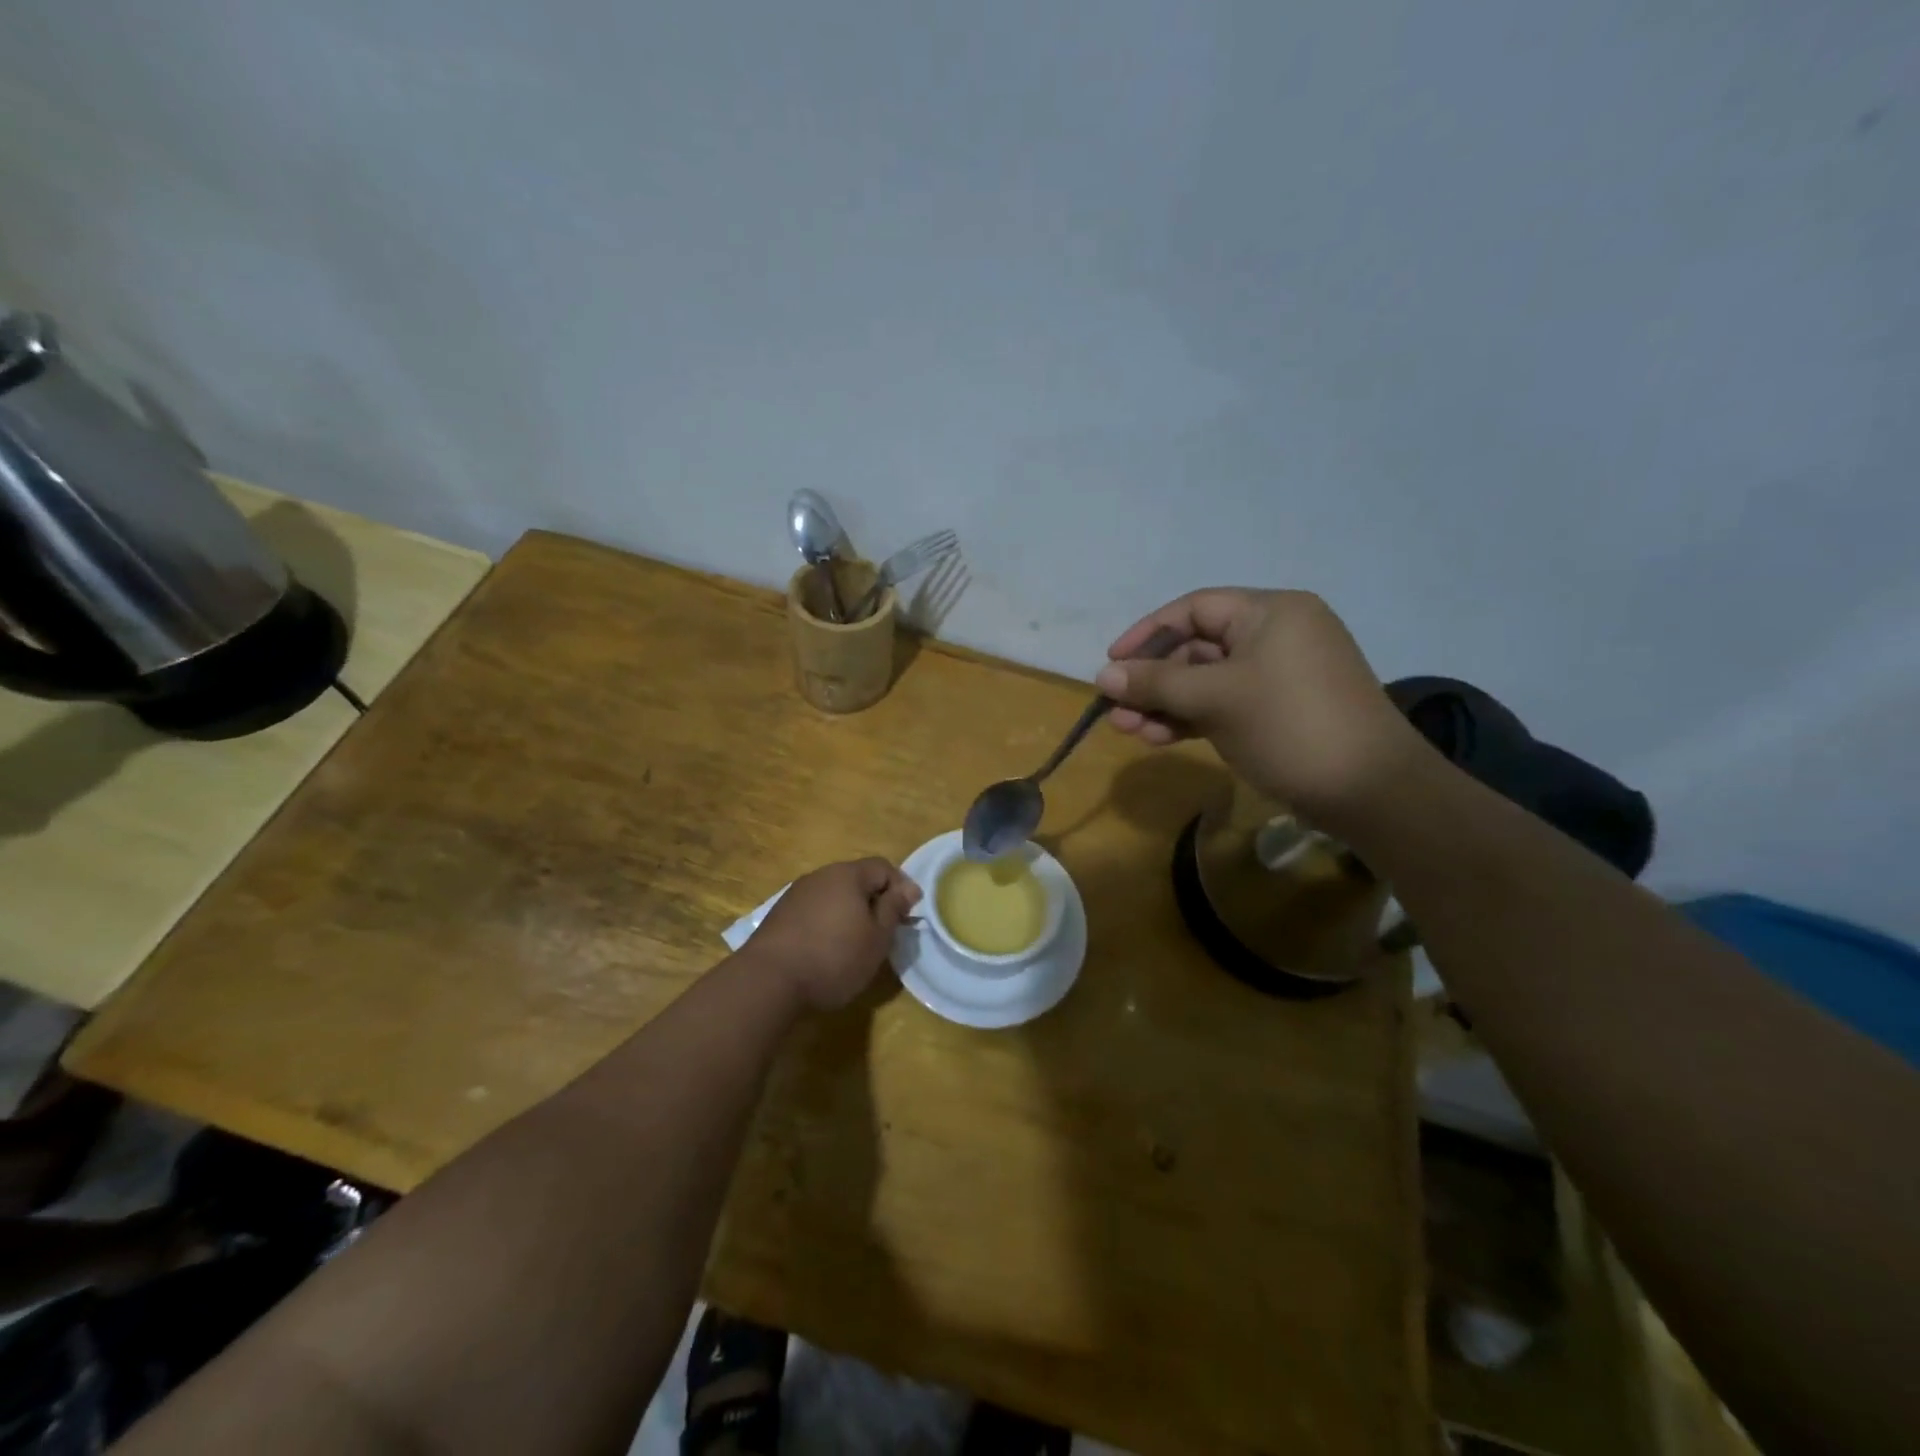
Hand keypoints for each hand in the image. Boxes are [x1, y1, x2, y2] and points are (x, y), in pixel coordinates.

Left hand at [746, 858, 921, 1010]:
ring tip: (856, 944)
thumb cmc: (834, 957)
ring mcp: (796, 894)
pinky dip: (827, 923)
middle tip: (884, 932)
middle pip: (856, 879)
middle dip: (874, 901)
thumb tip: (909, 887)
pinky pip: (814, 910)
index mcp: (848, 874)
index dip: (901, 887)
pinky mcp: (780, 915)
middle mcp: (820, 875)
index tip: (908, 916)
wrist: (769, 981)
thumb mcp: (877, 937)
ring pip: (834, 895)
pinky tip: (827, 950)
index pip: (883, 867)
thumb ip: (894, 908)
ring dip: (849, 913)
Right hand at [1098, 588, 1423, 821]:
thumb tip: (1103, 675)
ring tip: (1129, 731)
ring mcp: (1278, 676)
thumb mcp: (1215, 699)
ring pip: (1207, 681)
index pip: (1194, 609)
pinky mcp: (1278, 711)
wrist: (1369, 791)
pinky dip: (1192, 718)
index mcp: (1270, 613)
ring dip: (1166, 704)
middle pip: (1197, 648)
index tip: (1112, 662)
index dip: (1148, 633)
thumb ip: (1156, 684)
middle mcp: (1275, 635)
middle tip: (1117, 710)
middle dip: (1153, 680)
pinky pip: (1224, 704)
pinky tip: (1159, 739)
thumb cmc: (1289, 726)